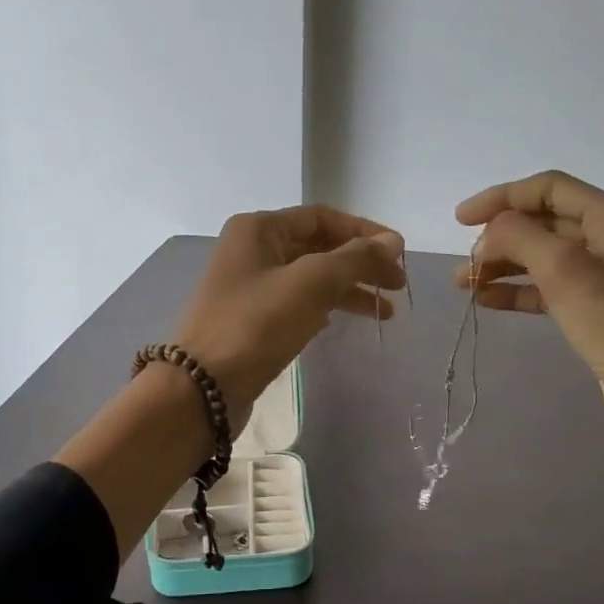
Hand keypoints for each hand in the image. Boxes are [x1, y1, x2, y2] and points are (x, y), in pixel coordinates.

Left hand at [173, 206, 406, 432]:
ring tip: (386, 312)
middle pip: (318, 246)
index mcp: (259, 228)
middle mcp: (252, 249)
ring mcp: (250, 285)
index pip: (323, 217)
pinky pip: (298, 302)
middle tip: (397, 285)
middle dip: (360, 263)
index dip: (364, 232)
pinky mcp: (252, 318)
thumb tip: (393, 241)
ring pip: (311, 278)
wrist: (204, 387)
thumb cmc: (257, 324)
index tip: (399, 253)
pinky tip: (348, 320)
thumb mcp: (311, 283)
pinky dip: (326, 307)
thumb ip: (356, 258)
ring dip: (349, 290)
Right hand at [454, 171, 603, 451]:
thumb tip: (491, 233)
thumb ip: (520, 237)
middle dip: (500, 237)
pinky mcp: (600, 310)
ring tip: (465, 284)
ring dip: (503, 265)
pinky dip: (519, 291)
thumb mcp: (565, 270)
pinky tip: (488, 301)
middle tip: (466, 263)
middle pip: (544, 222)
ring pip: (544, 257)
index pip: (548, 189)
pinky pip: (550, 288)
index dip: (500, 198)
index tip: (460, 220)